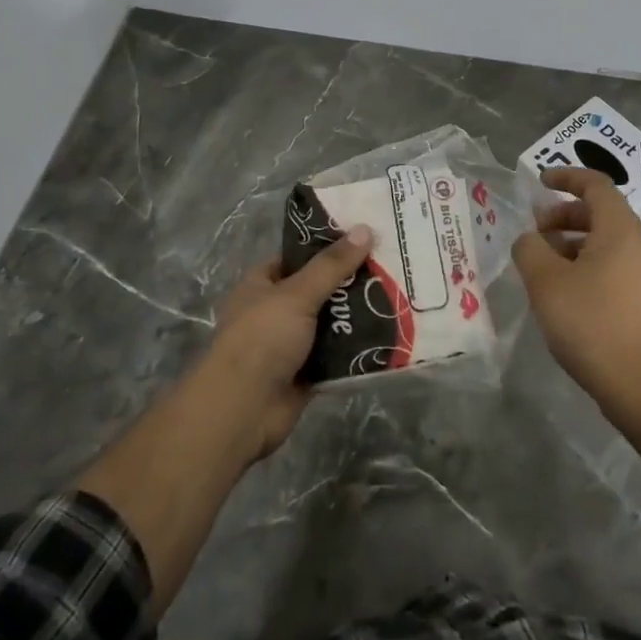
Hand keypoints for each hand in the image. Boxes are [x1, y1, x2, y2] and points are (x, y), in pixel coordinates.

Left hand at [201, 225, 372, 458]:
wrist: (243, 409)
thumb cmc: (262, 339)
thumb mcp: (297, 294)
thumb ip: (331, 265)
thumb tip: (364, 229)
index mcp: (262, 285)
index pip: (297, 257)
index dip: (327, 246)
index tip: (363, 237)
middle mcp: (275, 311)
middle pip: (319, 290)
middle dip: (350, 282)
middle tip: (391, 267)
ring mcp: (290, 344)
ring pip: (330, 323)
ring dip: (357, 316)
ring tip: (397, 297)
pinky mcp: (306, 373)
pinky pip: (336, 356)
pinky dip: (356, 350)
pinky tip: (388, 337)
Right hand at [512, 167, 640, 409]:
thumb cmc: (592, 323)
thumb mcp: (546, 282)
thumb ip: (530, 250)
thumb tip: (530, 240)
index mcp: (618, 230)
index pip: (596, 185)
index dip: (567, 177)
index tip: (540, 182)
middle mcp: (636, 245)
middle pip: (600, 213)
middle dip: (564, 214)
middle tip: (535, 231)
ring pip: (603, 243)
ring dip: (570, 243)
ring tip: (541, 265)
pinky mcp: (640, 302)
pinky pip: (608, 267)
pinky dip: (582, 265)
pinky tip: (561, 294)